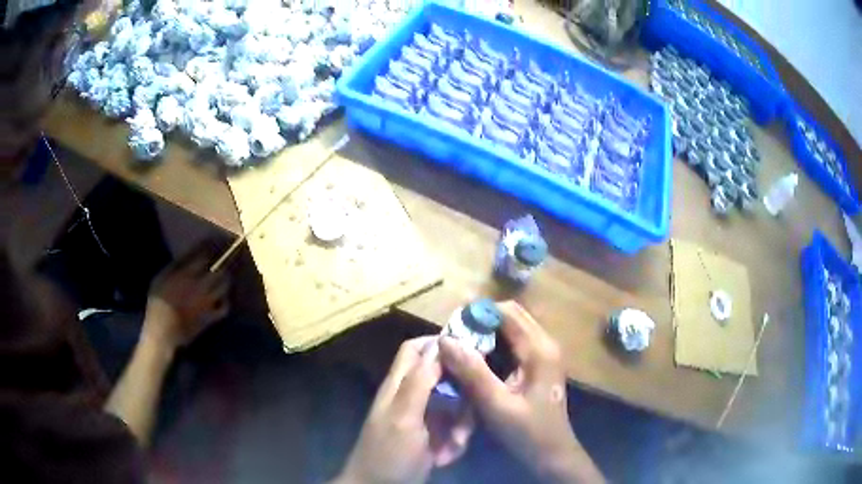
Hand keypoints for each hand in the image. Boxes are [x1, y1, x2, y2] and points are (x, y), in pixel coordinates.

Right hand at [142, 253, 229, 352]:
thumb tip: (182, 258)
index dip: (208, 251)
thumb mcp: (159, 279)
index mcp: (187, 274)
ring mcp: (207, 302)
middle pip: (218, 271)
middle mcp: (200, 285)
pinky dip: (225, 302)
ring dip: (225, 281)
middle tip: (220, 265)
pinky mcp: (210, 317)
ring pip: (224, 287)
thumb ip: (172, 268)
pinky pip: (224, 308)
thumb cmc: (157, 303)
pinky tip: (222, 300)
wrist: (164, 330)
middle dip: (220, 266)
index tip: (210, 248)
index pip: (203, 257)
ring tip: (223, 279)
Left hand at [334, 337, 473, 483]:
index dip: (441, 343)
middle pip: (445, 380)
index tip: (471, 349)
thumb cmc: (389, 453)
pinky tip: (446, 456)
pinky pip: (454, 429)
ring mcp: (424, 418)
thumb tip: (439, 344)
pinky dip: (455, 442)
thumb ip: (419, 382)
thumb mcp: (403, 418)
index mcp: (399, 385)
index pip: (417, 349)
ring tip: (455, 444)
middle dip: (462, 396)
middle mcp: (413, 396)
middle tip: (469, 413)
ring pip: (456, 407)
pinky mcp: (433, 437)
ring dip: (461, 425)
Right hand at [438, 301, 603, 483]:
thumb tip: (445, 340)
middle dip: (481, 321)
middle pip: (511, 316)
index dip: (478, 313)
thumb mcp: (496, 404)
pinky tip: (478, 360)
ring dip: (487, 332)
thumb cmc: (526, 432)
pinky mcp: (540, 364)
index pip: (507, 312)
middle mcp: (545, 344)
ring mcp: (545, 353)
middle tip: (454, 338)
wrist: (552, 453)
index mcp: (539, 350)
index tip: (451, 326)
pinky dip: (495, 344)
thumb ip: (472, 371)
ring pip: (513, 328)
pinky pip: (515, 343)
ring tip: (461, 347)